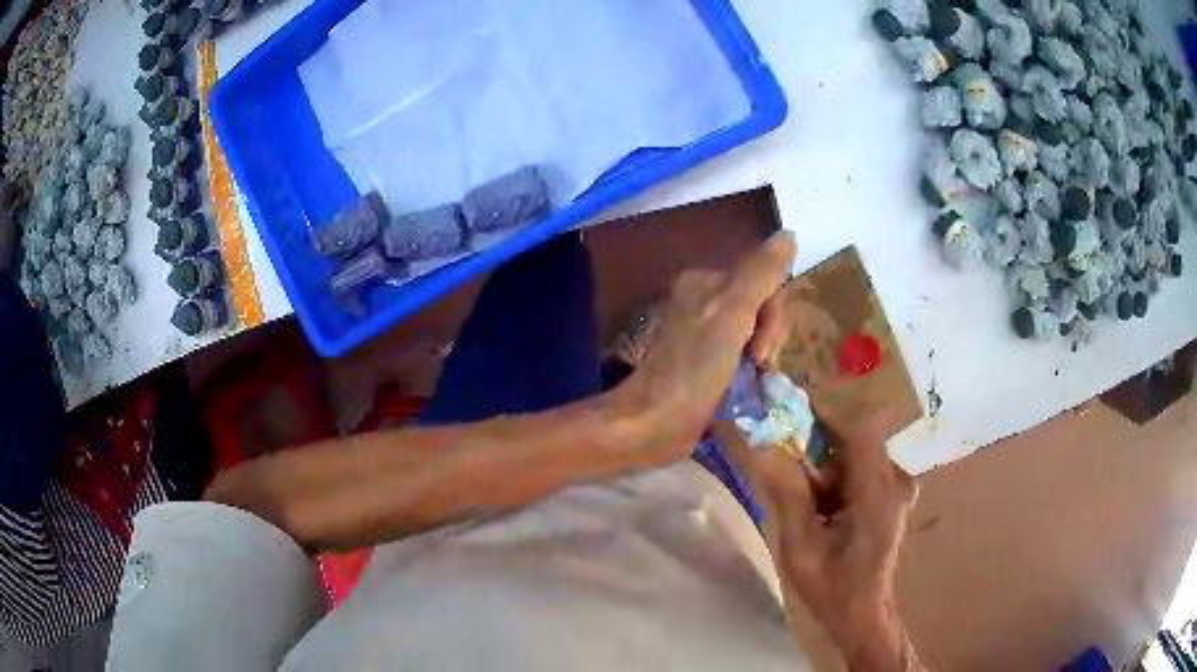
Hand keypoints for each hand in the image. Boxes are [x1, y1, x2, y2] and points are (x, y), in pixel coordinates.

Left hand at [616, 231, 795, 461]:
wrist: (654, 422)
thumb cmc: (693, 368)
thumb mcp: (732, 313)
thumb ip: (760, 273)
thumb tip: (788, 235)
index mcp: (705, 282)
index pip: (762, 282)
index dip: (773, 316)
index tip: (762, 349)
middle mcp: (701, 302)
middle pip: (760, 308)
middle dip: (768, 338)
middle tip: (758, 365)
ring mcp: (701, 335)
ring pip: (754, 334)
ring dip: (762, 357)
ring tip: (753, 381)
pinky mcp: (702, 363)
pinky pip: (741, 355)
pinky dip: (750, 370)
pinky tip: (746, 387)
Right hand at [718, 412, 921, 670]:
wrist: (862, 612)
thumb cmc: (831, 586)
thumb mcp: (800, 546)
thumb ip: (787, 493)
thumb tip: (764, 444)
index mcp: (878, 492)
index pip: (858, 427)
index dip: (823, 411)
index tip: (786, 409)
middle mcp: (895, 480)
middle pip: (855, 436)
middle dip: (817, 440)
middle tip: (781, 454)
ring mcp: (896, 485)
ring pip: (856, 450)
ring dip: (825, 460)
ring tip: (798, 487)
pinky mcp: (891, 492)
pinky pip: (861, 466)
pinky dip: (836, 474)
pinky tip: (820, 502)